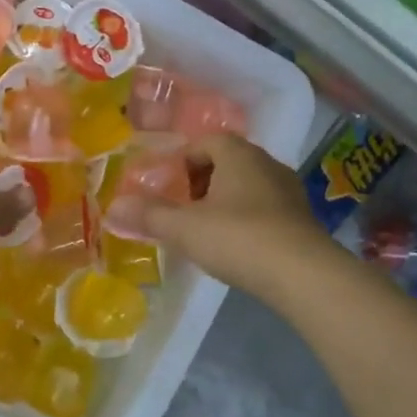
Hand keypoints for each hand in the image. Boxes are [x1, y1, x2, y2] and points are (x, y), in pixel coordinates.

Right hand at [128, 134, 341, 303]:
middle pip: (226, 163)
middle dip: (200, 183)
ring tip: (204, 231)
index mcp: (238, 154)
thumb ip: (148, 216)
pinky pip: (264, 209)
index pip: (205, 142)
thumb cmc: (238, 238)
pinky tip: (235, 247)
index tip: (166, 189)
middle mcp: (267, 163)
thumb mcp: (184, 228)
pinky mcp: (301, 219)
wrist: (303, 274)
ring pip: (246, 187)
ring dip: (223, 203)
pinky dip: (245, 220)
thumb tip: (112, 208)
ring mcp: (289, 191)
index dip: (181, 162)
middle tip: (181, 210)